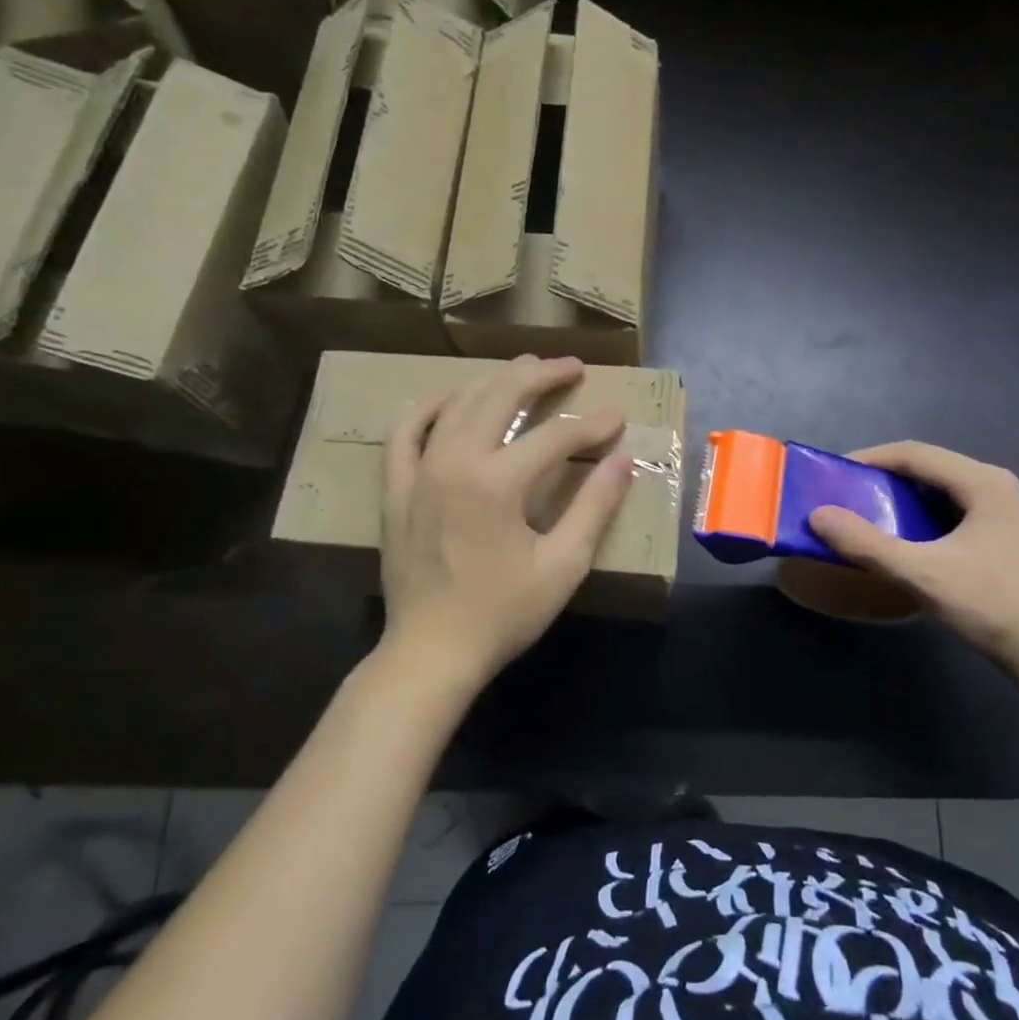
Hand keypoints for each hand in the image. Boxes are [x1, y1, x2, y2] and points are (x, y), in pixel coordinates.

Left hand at [380, 356, 633, 684]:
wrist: (431, 651)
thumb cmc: (502, 614)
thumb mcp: (562, 566)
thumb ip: (595, 508)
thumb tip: (622, 461)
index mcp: (497, 483)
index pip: (555, 438)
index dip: (592, 426)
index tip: (619, 418)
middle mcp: (454, 462)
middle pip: (500, 397)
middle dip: (541, 376)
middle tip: (572, 368)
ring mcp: (418, 471)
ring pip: (456, 403)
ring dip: (493, 380)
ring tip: (523, 369)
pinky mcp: (396, 488)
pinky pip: (406, 431)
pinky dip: (429, 407)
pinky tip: (450, 399)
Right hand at [808, 442, 1018, 669]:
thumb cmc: (993, 605)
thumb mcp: (923, 573)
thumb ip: (867, 544)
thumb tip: (817, 516)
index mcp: (982, 482)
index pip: (914, 453)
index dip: (869, 458)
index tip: (832, 474)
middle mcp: (995, 488)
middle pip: (927, 469)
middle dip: (881, 480)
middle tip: (843, 498)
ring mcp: (1002, 514)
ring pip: (938, 494)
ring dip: (899, 502)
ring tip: (863, 519)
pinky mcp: (1001, 540)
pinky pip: (949, 515)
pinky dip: (918, 521)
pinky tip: (900, 543)